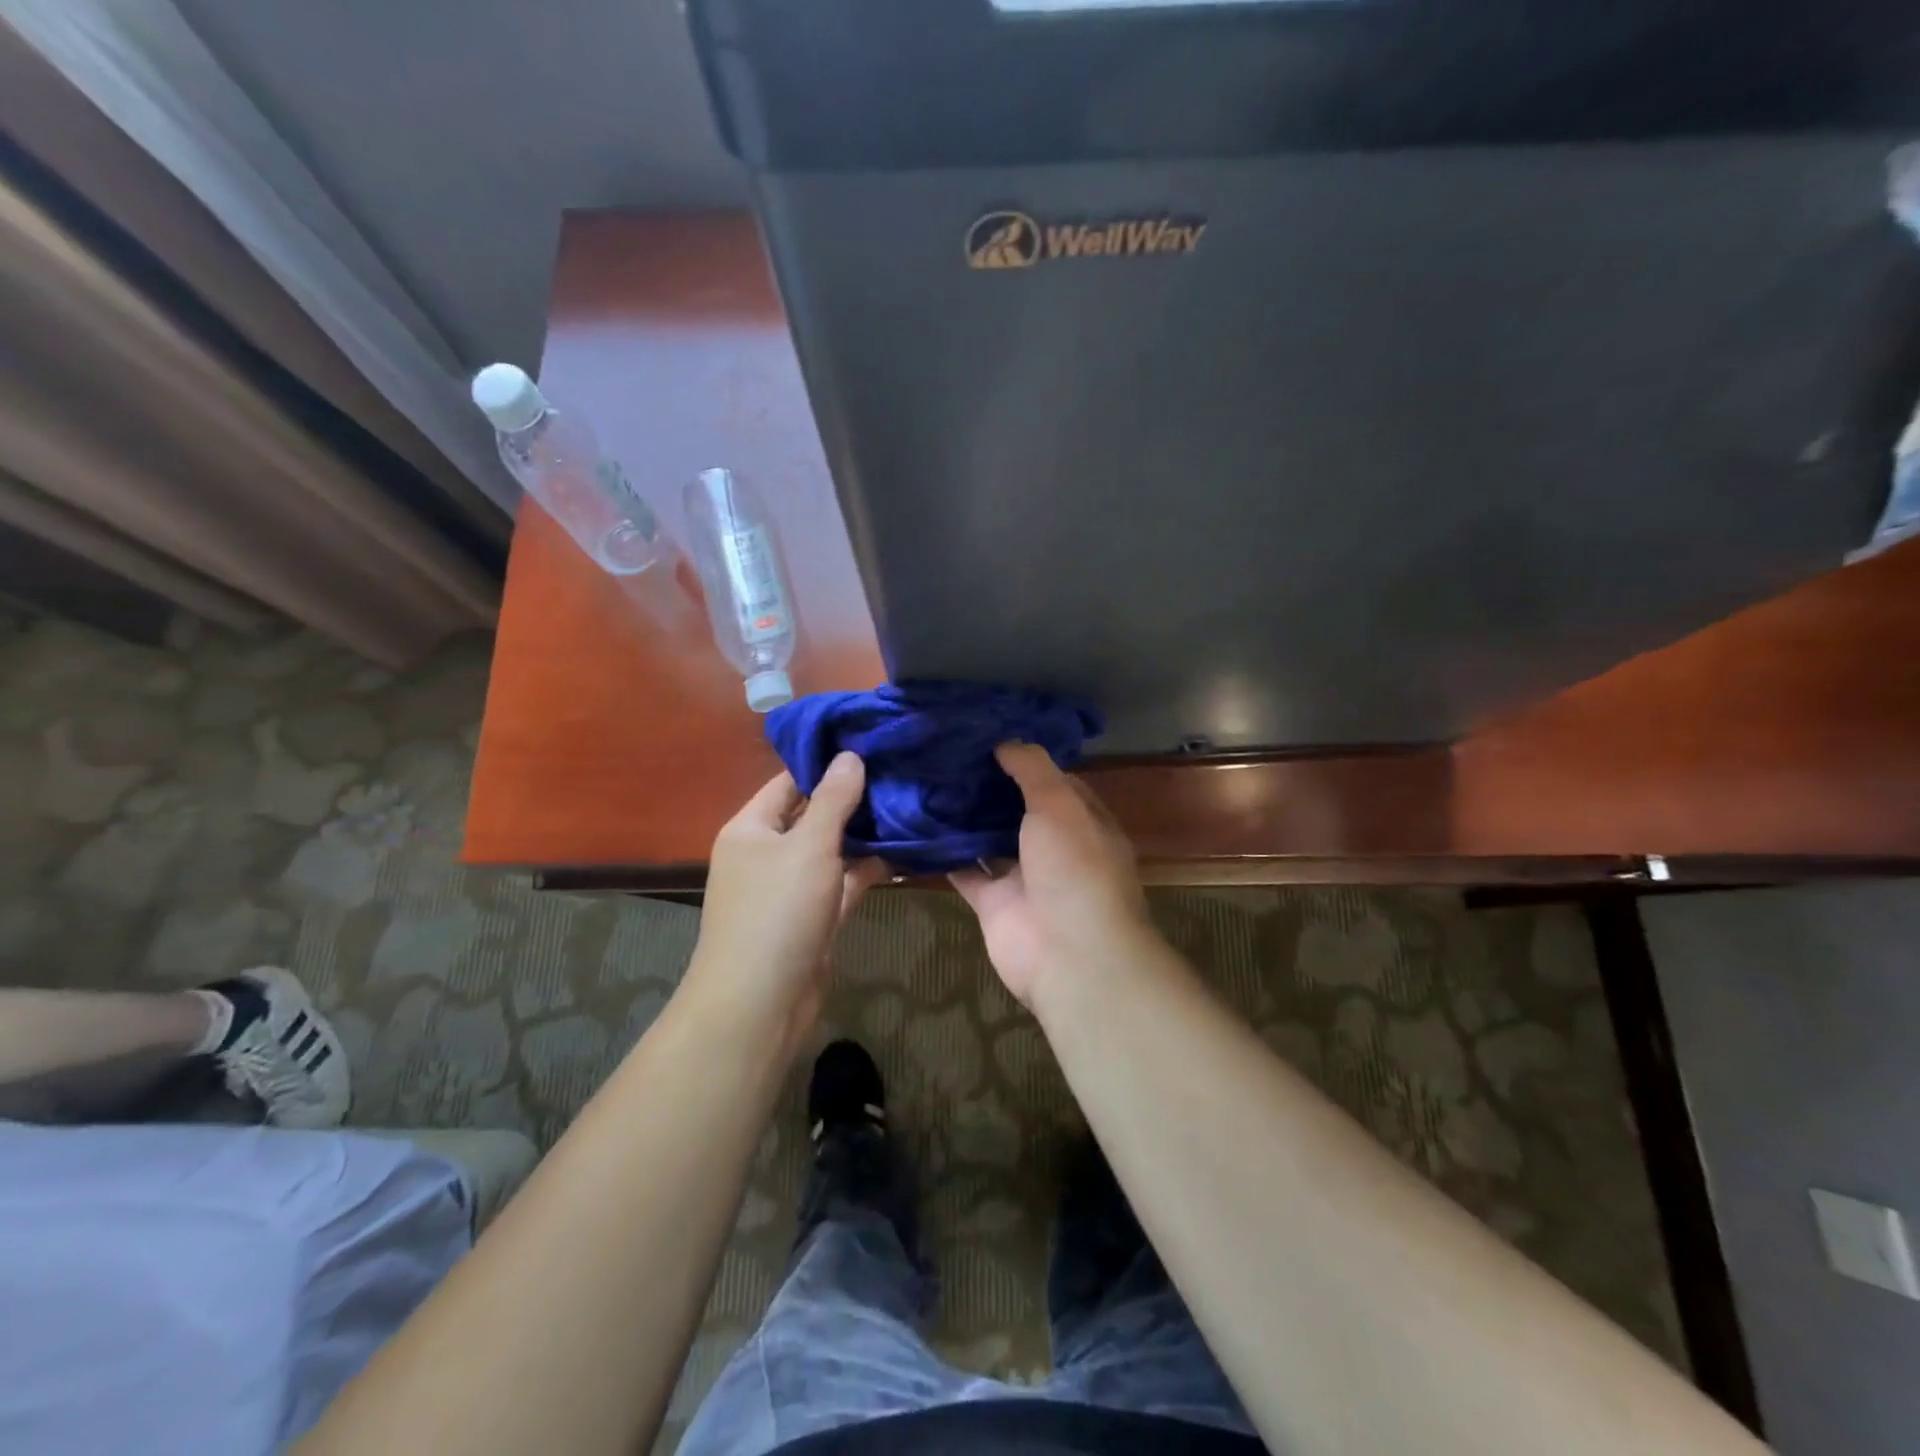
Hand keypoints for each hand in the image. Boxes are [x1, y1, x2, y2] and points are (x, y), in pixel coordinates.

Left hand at [684, 753, 884, 1050]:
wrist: (760, 1003)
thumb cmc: (777, 911)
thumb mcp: (808, 846)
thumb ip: (833, 800)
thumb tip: (850, 755)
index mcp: (752, 829)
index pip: (790, 781)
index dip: (827, 764)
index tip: (871, 744)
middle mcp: (768, 853)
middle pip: (813, 815)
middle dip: (853, 799)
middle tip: (900, 773)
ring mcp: (791, 888)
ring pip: (831, 851)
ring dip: (864, 835)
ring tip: (909, 806)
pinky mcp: (813, 918)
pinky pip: (842, 884)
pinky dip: (867, 870)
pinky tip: (903, 852)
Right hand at [949, 743, 1157, 1007]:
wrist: (1070, 956)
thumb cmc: (1075, 869)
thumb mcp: (1060, 804)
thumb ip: (1033, 769)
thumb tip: (1006, 741)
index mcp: (1082, 821)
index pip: (1053, 781)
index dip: (1023, 760)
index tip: (985, 737)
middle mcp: (1054, 846)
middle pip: (1017, 809)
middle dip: (987, 786)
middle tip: (943, 754)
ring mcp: (1024, 876)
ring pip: (989, 839)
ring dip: (963, 818)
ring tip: (925, 780)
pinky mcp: (994, 903)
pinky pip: (965, 871)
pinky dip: (943, 854)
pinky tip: (915, 825)